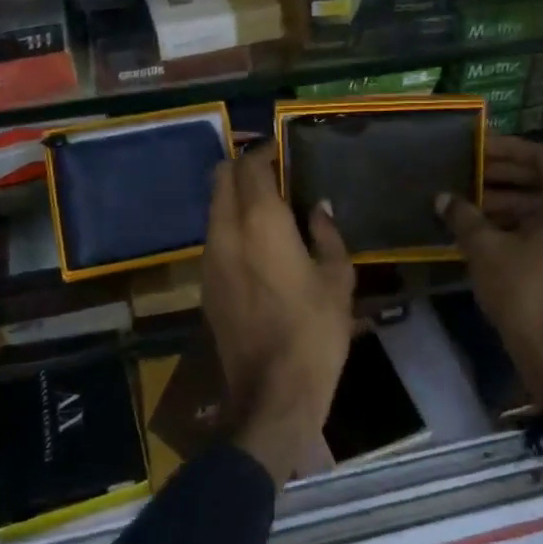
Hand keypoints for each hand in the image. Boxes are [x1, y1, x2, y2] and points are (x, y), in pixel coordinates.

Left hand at [202, 144, 355, 483]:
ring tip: (267, 207)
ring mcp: (209, 258)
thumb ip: (327, 234)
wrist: (272, 392)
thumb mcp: (337, 278)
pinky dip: (229, 225)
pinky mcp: (205, 284)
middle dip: (242, 168)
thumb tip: (318, 208)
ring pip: (213, 208)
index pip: (250, 166)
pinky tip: (256, 244)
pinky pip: (213, 237)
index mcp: (260, 222)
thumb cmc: (315, 331)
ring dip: (234, 197)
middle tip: (273, 174)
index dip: (264, 152)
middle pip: (220, 178)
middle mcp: (226, 231)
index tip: (282, 151)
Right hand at [440, 135, 542, 406]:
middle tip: (469, 175)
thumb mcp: (484, 248)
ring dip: (511, 204)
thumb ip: (463, 216)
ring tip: (472, 205)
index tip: (480, 149)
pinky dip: (525, 226)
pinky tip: (490, 233)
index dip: (509, 150)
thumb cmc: (522, 289)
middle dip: (506, 178)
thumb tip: (443, 198)